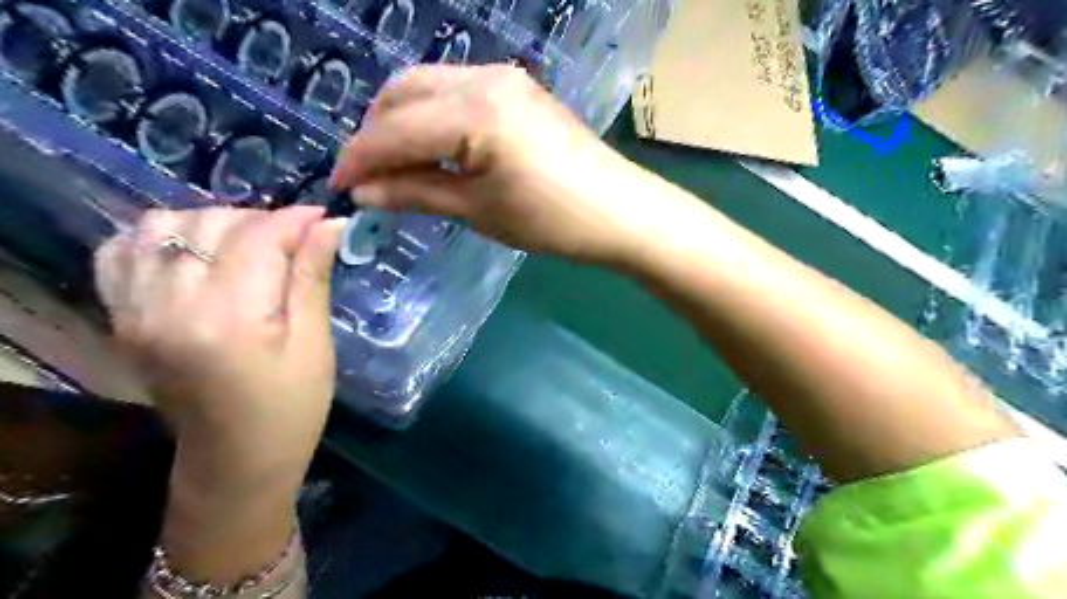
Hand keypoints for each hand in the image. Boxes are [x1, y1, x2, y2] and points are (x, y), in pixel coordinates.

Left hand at [94, 208, 343, 493]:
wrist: (235, 460)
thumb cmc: (292, 406)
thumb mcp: (314, 344)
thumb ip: (312, 278)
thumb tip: (331, 224)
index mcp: (228, 318)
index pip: (259, 237)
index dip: (296, 220)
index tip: (325, 219)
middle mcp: (169, 305)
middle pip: (211, 222)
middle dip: (262, 220)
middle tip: (295, 243)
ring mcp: (135, 311)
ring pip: (162, 225)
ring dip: (213, 223)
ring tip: (248, 247)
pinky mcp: (121, 318)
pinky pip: (122, 251)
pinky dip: (160, 238)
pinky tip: (195, 254)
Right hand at [330, 62, 664, 264]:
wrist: (619, 212)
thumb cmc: (551, 221)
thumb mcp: (478, 211)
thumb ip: (416, 193)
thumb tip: (363, 192)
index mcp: (473, 112)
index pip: (394, 130)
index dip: (359, 159)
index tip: (338, 187)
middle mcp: (483, 79)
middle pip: (403, 92)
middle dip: (376, 133)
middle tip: (368, 177)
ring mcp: (504, 78)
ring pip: (427, 86)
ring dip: (401, 121)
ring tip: (395, 165)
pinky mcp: (518, 88)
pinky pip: (456, 92)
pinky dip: (432, 116)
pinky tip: (431, 147)